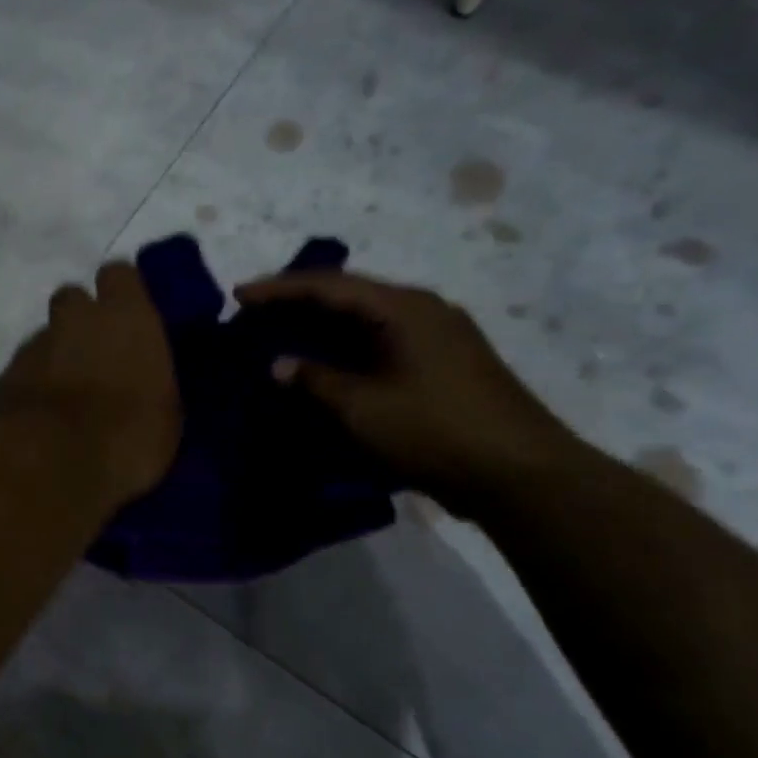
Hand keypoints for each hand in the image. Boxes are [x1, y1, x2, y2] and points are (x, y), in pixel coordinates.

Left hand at [0, 261, 181, 506]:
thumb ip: (151, 377)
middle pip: (72, 299)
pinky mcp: (3, 379)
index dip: (122, 293)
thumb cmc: (127, 436)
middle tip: (95, 355)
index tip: (129, 316)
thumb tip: (142, 375)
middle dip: (80, 320)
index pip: (120, 275)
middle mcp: (75, 319)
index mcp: (125, 316)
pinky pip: (22, 373)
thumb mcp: (166, 412)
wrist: (51, 464)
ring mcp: (33, 347)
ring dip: (54, 358)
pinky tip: (40, 419)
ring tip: (67, 397)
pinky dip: (31, 388)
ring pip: (45, 339)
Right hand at [234, 271, 585, 518]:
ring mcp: (438, 337)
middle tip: (256, 314)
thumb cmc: (434, 431)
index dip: (279, 289)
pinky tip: (326, 363)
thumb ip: (316, 380)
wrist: (518, 472)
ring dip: (323, 326)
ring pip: (367, 319)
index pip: (330, 285)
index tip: (239, 296)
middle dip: (299, 302)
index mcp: (404, 308)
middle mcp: (424, 310)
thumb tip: (278, 364)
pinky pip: (382, 342)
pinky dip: (347, 348)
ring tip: (283, 335)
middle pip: (350, 295)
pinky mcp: (443, 364)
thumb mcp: (363, 407)